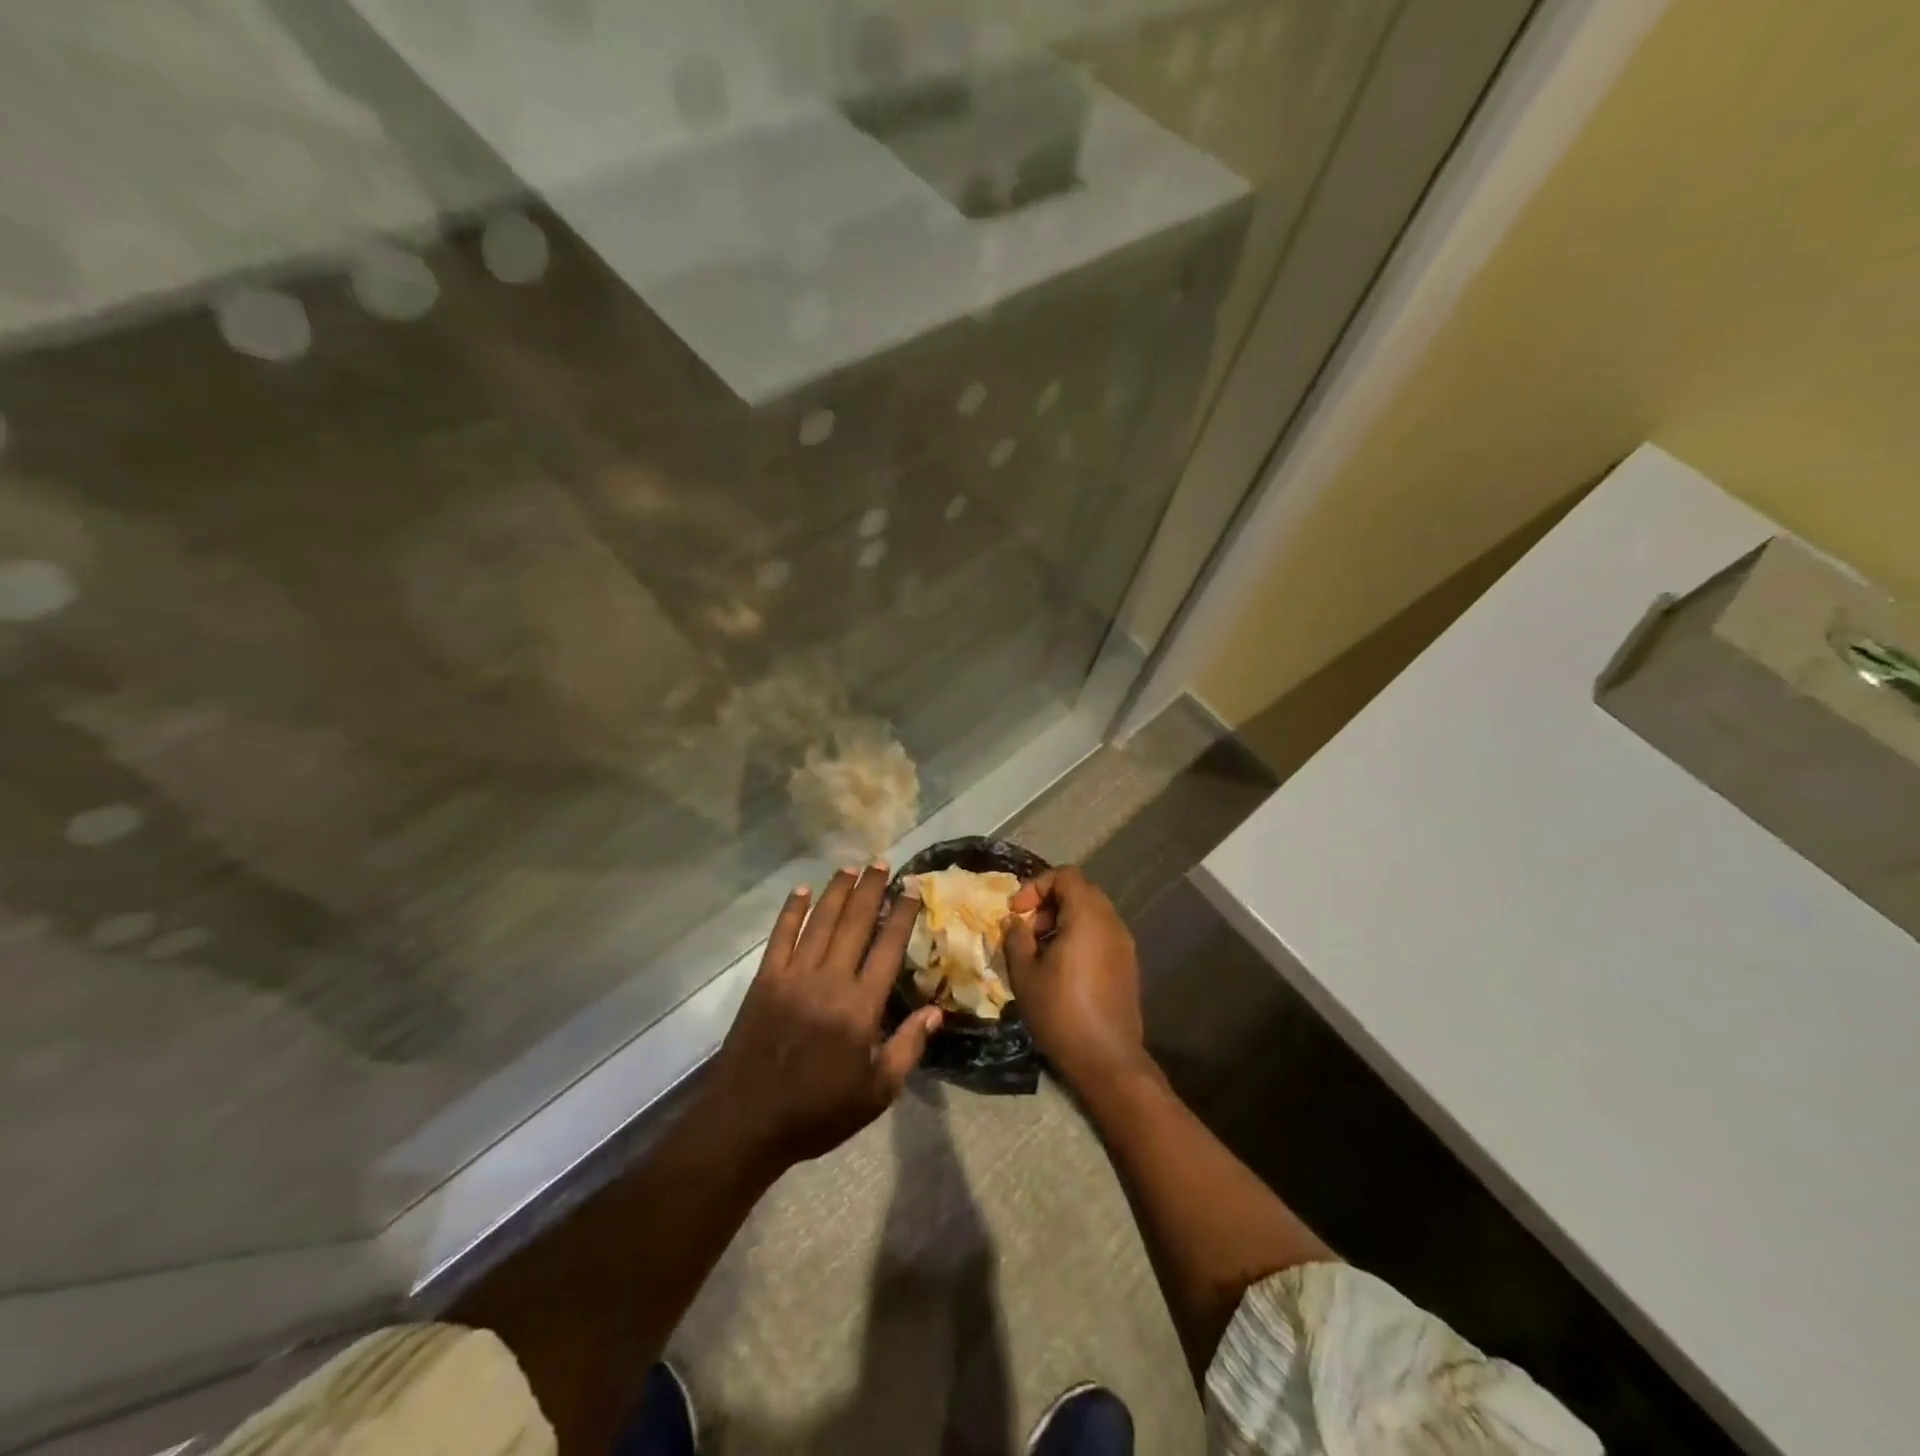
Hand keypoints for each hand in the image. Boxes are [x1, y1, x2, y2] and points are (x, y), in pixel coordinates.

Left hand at [697, 864, 940, 1176]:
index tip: (911, 890)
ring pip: (820, 921)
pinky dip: (792, 911)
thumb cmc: (818, 1112)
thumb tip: (936, 1011)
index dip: (901, 915)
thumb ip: (908, 1048)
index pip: (888, 947)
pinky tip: (802, 890)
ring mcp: (794, 976)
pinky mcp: (765, 980)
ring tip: (851, 867)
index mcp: (861, 1007)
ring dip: (837, 891)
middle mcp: (830, 980)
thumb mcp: (877, 1093)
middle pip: (855, 923)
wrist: (747, 1123)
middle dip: (871, 889)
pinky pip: (781, 936)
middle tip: (882, 862)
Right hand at [1004, 867, 1146, 1090]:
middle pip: (1080, 891)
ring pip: (1091, 914)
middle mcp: (1111, 922)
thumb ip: (1016, 938)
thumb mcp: (1025, 974)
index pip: (1065, 875)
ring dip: (1063, 921)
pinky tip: (1061, 968)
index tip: (1017, 912)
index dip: (1037, 886)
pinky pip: (1101, 934)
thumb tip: (1014, 921)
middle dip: (1048, 904)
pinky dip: (1079, 937)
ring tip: (1040, 952)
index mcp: (1088, 916)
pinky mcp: (1128, 965)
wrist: (1107, 1059)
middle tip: (1027, 931)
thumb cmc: (1060, 1012)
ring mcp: (1124, 944)